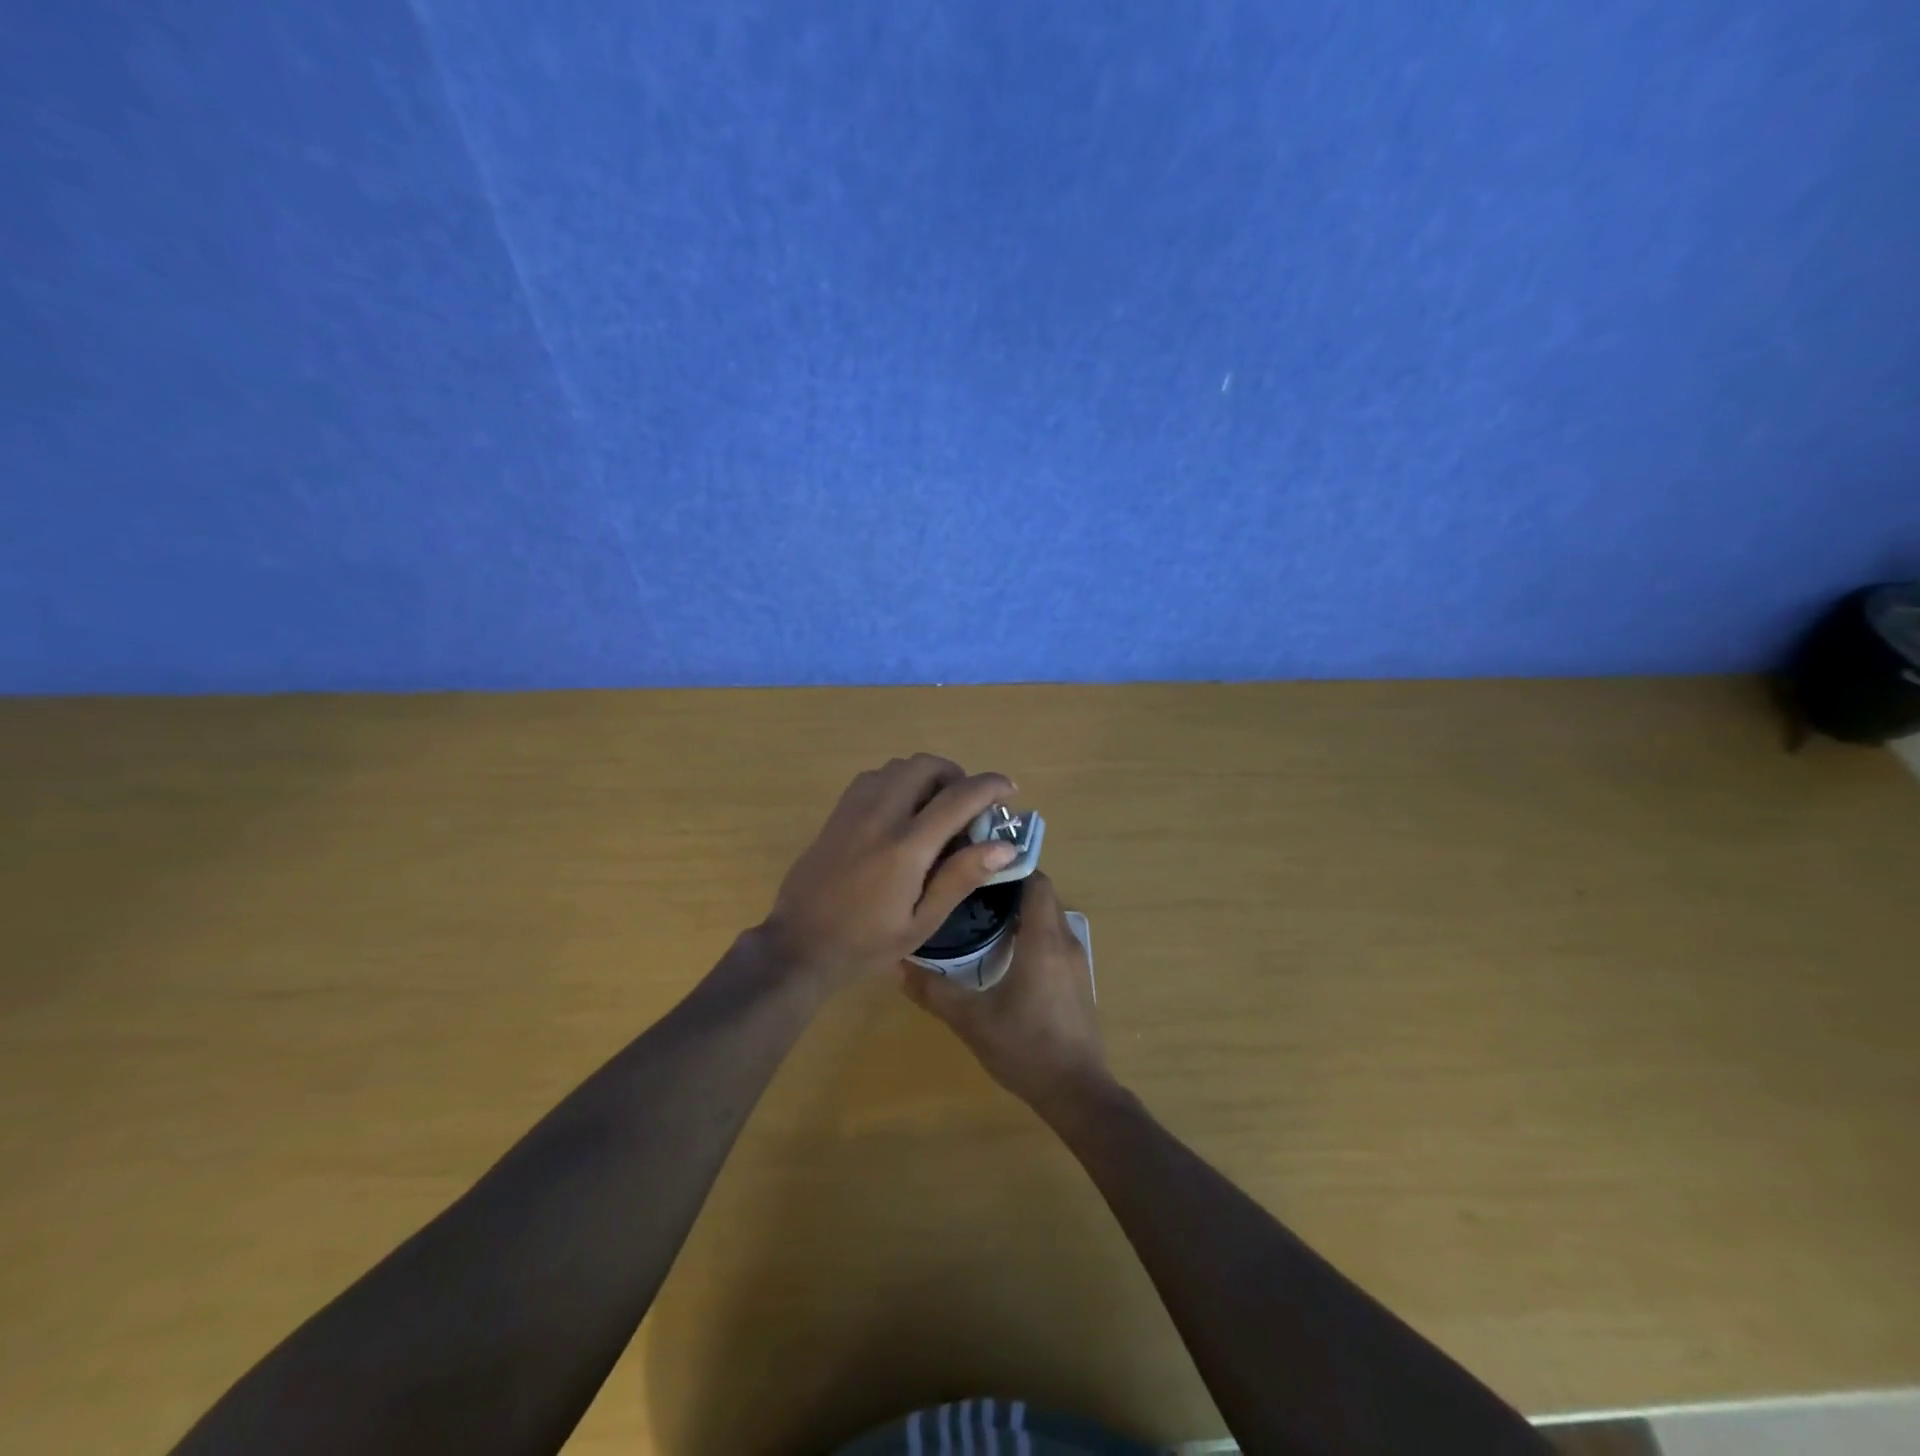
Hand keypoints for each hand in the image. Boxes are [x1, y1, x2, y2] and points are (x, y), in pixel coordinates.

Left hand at [760, 755, 1020, 992]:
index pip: (957, 797)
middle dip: (956, 775)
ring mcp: (854, 809)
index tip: (1009, 789)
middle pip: (926, 766)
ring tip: (936, 808)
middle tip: (968, 805)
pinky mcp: (837, 813)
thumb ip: (961, 878)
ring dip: (926, 776)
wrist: (799, 945)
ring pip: (898, 766)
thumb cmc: (866, 943)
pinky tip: (902, 812)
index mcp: (906, 846)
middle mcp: (880, 815)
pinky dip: (899, 781)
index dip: (989, 786)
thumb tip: (1005, 846)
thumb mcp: (921, 922)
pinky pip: (874, 777)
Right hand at [901, 872, 1111, 1116]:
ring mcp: (1076, 961)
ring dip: (1021, 912)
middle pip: (1041, 896)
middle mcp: (1065, 941)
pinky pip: (1054, 940)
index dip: (1008, 868)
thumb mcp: (971, 1020)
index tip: (976, 868)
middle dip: (1009, 888)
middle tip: (969, 891)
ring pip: (1048, 918)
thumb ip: (934, 991)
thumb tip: (898, 964)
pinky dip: (1032, 934)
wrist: (1077, 1092)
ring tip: (981, 917)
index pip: (1035, 880)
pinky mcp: (1077, 980)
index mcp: (1043, 939)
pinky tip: (1003, 953)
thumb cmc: (1025, 1048)